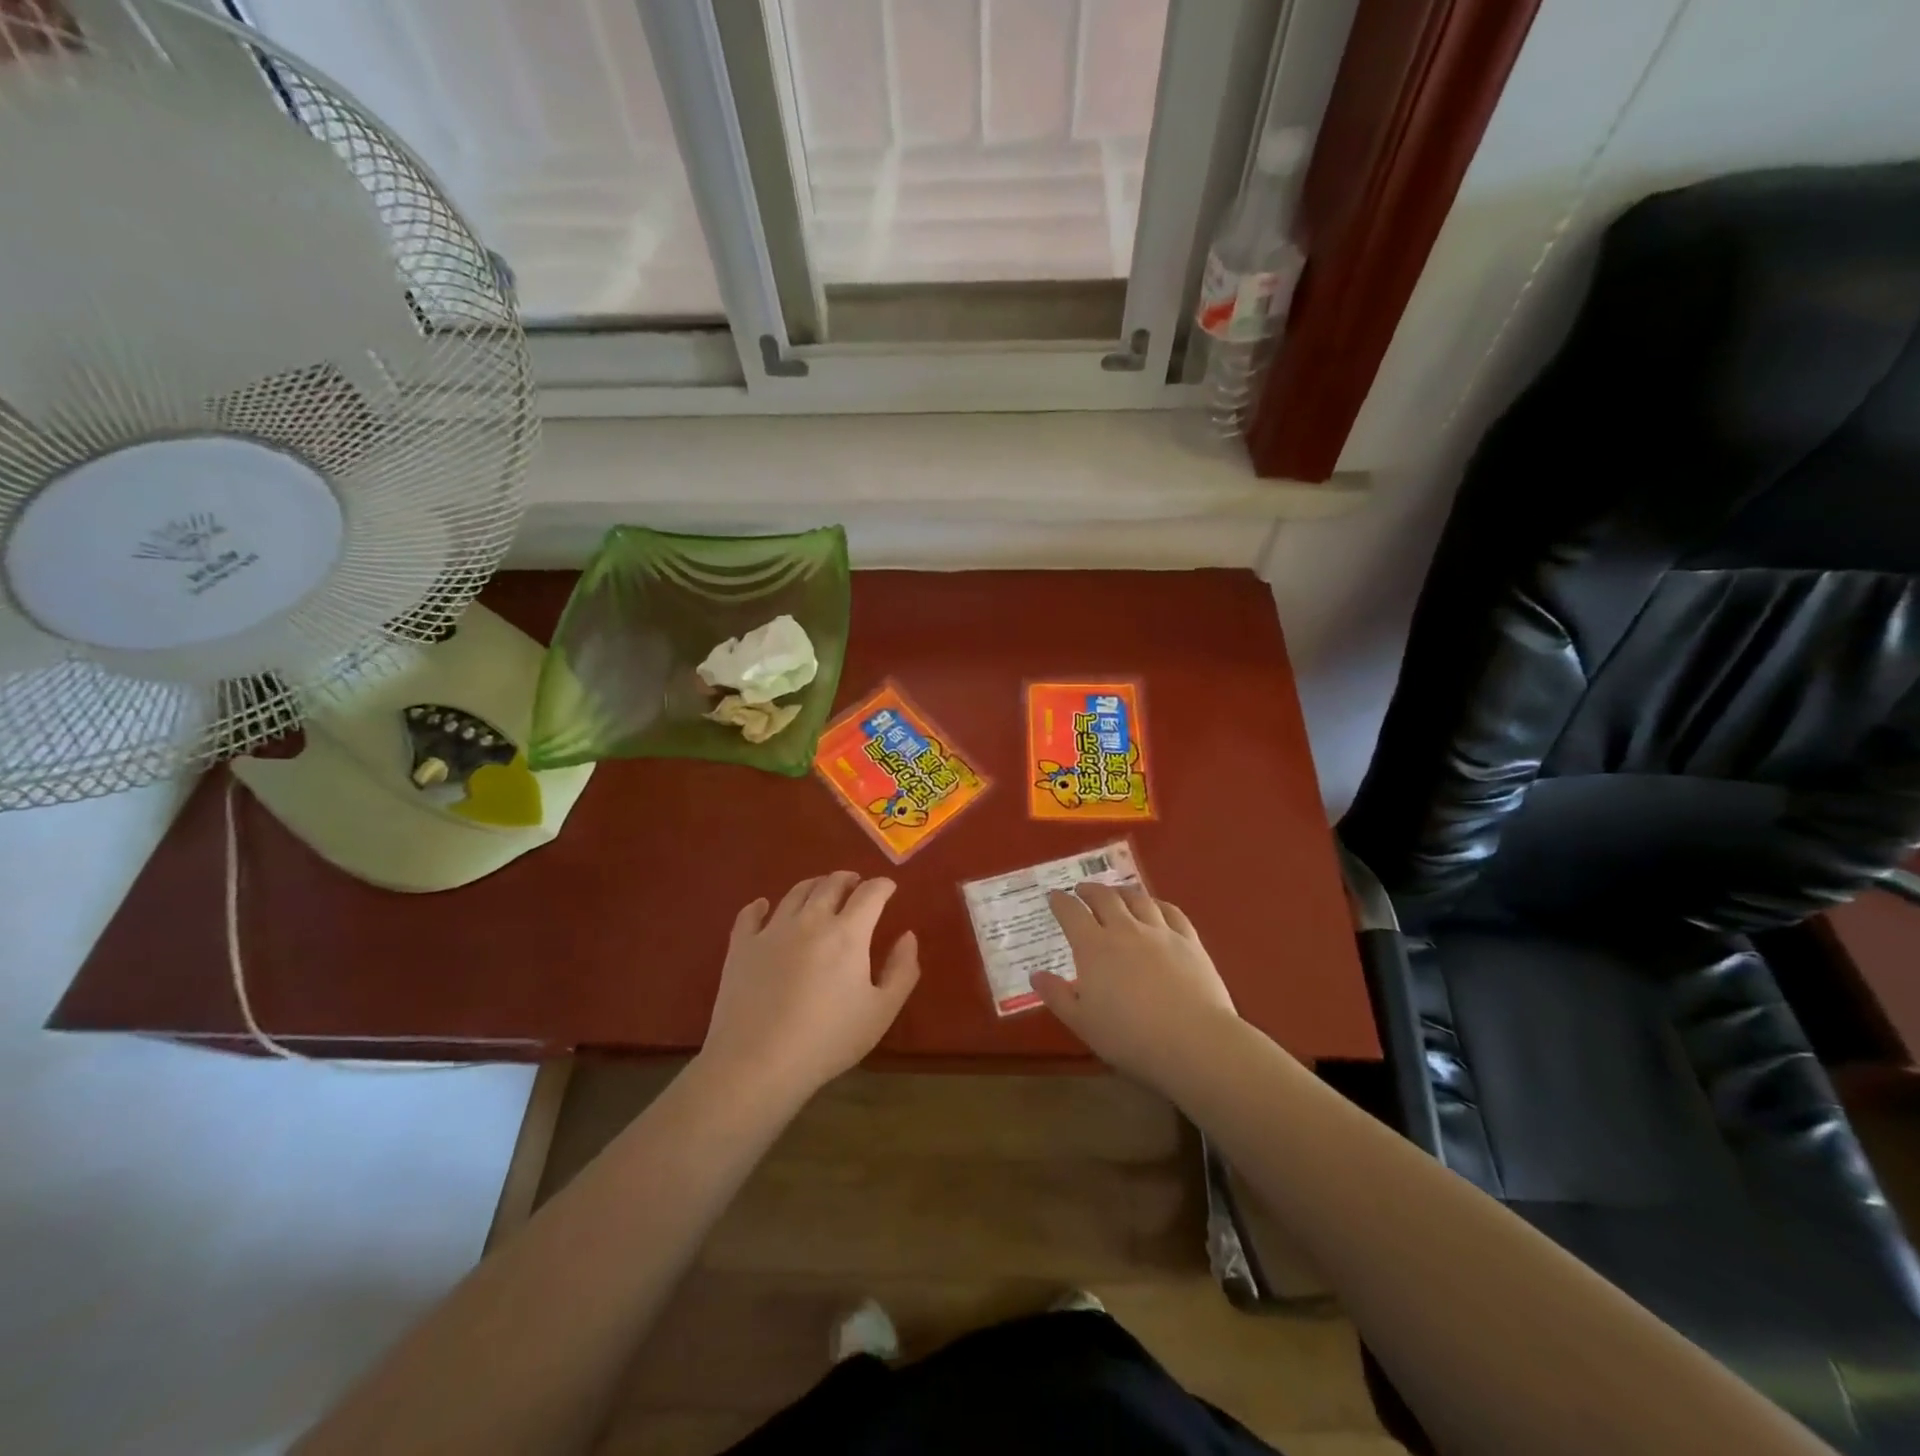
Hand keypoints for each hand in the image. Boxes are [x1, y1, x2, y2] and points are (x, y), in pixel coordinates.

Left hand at [700, 871, 919, 1101]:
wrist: (758, 1063)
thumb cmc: (828, 1040)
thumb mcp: (881, 1012)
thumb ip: (902, 970)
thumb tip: (908, 935)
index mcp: (848, 933)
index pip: (870, 893)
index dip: (882, 886)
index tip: (889, 888)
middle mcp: (810, 920)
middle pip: (831, 884)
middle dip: (848, 880)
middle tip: (855, 884)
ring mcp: (772, 930)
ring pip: (795, 893)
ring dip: (813, 886)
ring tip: (820, 890)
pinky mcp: (741, 946)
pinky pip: (750, 914)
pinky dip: (760, 905)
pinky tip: (763, 906)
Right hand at [1033, 883, 1238, 1088]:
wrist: (1193, 1042)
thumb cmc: (1130, 1037)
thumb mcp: (1082, 1023)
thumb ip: (1057, 996)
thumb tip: (1036, 975)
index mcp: (1094, 948)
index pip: (1071, 913)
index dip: (1060, 902)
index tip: (1053, 896)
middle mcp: (1125, 930)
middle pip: (1104, 897)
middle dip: (1090, 890)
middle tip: (1082, 890)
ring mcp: (1160, 932)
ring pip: (1138, 899)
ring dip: (1122, 892)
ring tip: (1116, 893)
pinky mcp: (1189, 941)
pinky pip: (1172, 912)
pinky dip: (1158, 904)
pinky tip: (1156, 906)